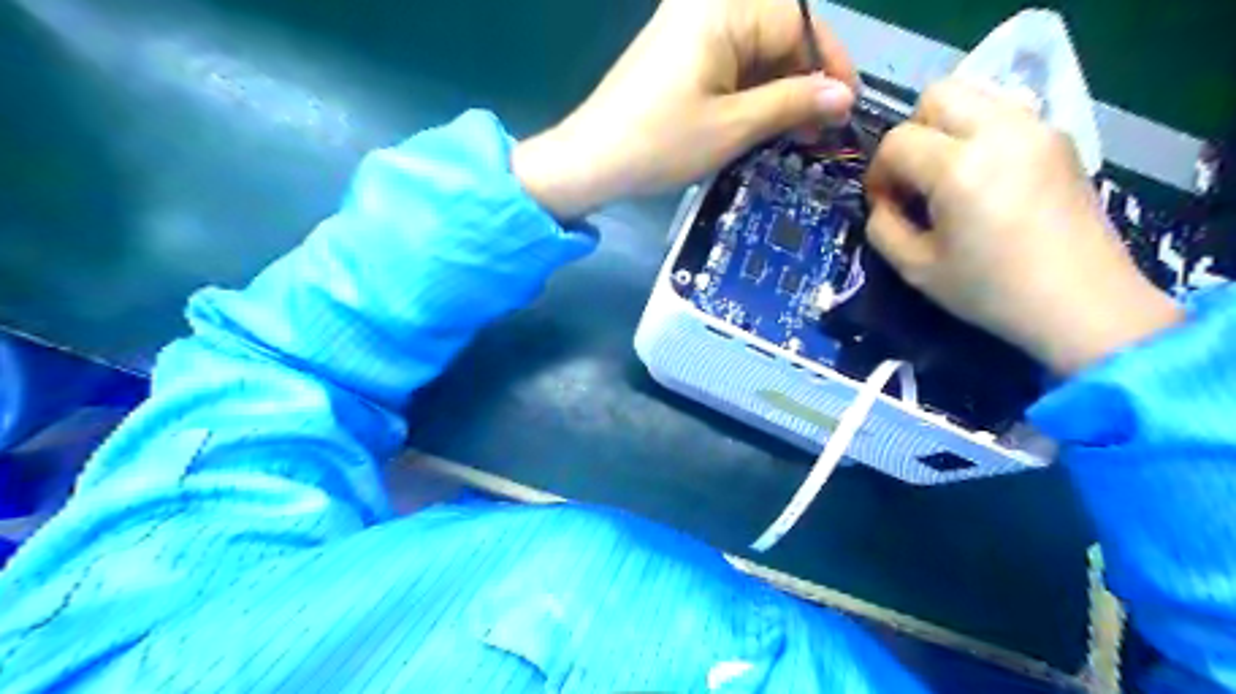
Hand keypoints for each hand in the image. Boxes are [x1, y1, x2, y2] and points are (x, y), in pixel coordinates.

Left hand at [510, 0, 849, 219]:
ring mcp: (688, 29)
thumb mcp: (733, 127)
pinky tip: (760, 125)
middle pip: (777, 35)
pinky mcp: (677, 54)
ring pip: (755, 53)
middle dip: (803, 82)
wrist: (590, 162)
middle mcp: (706, 6)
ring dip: (777, 92)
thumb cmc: (660, 144)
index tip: (846, 110)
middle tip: (818, 131)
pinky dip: (749, 93)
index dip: (828, 66)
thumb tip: (843, 96)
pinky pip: (729, 64)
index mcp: (722, 9)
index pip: (798, 24)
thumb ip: (793, 103)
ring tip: (793, 136)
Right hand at [862, 80, 1181, 374]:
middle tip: (913, 178)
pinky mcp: (1059, 137)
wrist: (1081, 303)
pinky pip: (1004, 112)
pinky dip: (979, 132)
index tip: (884, 204)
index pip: (897, 141)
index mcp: (960, 169)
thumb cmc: (990, 291)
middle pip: (936, 95)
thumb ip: (883, 226)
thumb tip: (882, 201)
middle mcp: (1001, 132)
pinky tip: (983, 176)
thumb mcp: (916, 268)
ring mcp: (1037, 128)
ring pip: (973, 95)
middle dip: (911, 133)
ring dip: (946, 128)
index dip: (878, 172)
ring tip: (947, 175)